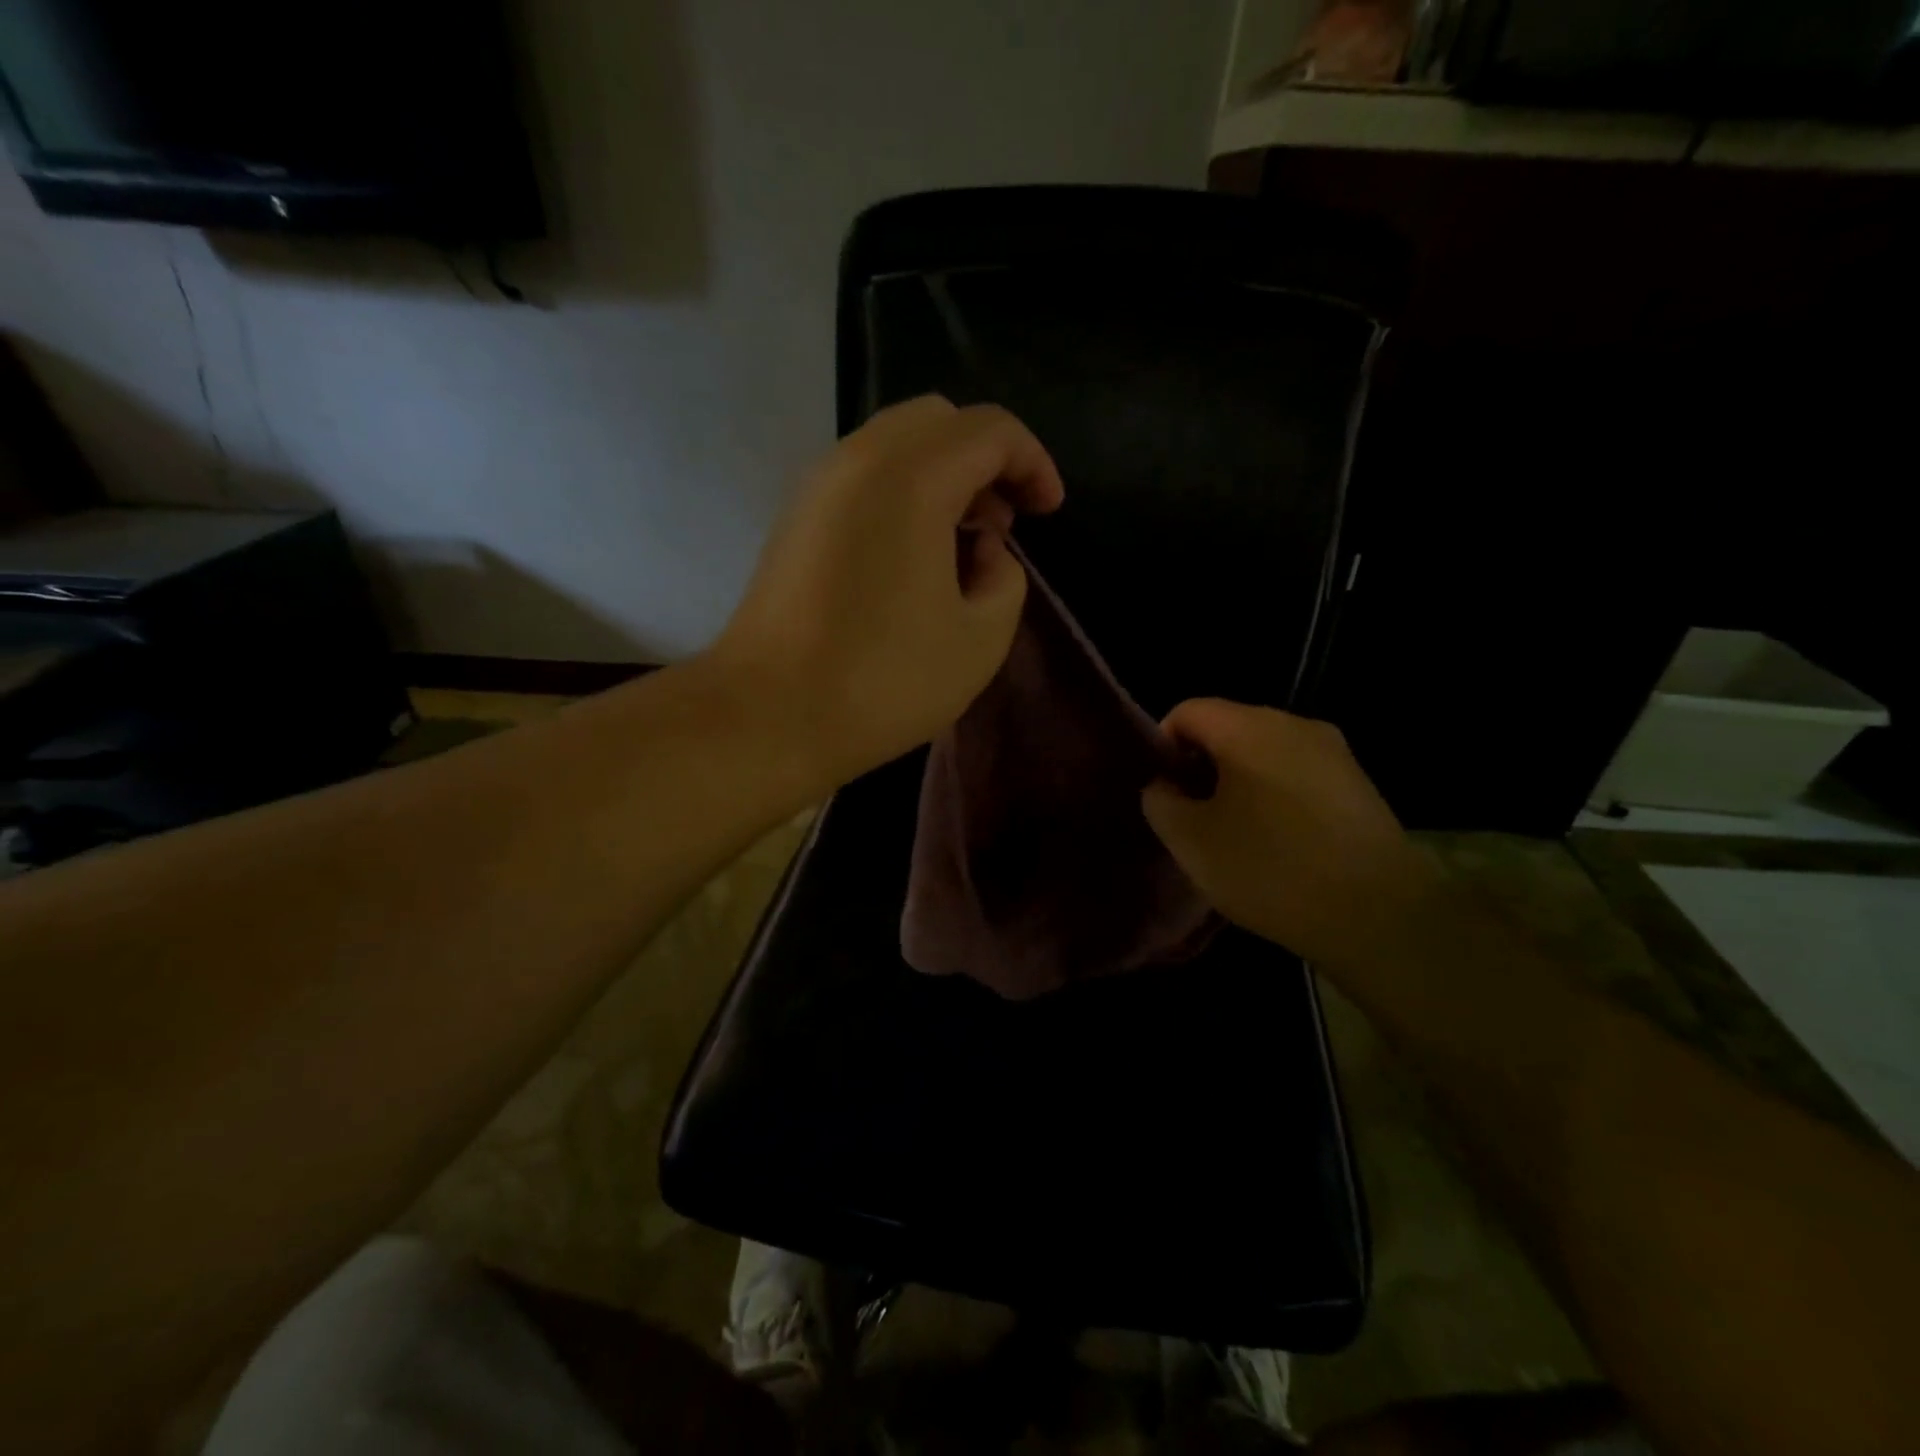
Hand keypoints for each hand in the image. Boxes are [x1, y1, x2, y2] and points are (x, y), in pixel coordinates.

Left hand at [711, 396, 1063, 792]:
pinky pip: (863, 477)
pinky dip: (903, 493)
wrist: (769, 715)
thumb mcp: (981, 638)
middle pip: (938, 422)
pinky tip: (915, 556)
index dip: (1033, 462)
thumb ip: (1006, 577)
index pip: (989, 430)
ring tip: (965, 544)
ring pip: (896, 445)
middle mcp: (857, 460)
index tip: (1049, 513)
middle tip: (1004, 524)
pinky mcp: (794, 518)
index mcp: (911, 478)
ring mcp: (817, 486)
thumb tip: (985, 551)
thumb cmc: (884, 681)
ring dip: (943, 476)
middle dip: (986, 459)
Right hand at [1142, 700, 1445, 969]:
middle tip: (1193, 817)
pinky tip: (1279, 844)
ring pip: (1264, 752)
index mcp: (1249, 727)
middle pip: (1228, 728)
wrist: (1379, 916)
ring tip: (1236, 835)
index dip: (1163, 746)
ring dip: (1239, 783)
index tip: (1163, 792)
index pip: (1187, 711)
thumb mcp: (1191, 842)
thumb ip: (1161, 802)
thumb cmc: (1271, 870)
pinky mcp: (1358, 783)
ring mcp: (1334, 752)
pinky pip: (1298, 774)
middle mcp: (1294, 724)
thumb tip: (1164, 785)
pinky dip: (1276, 796)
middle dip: (1201, 766)